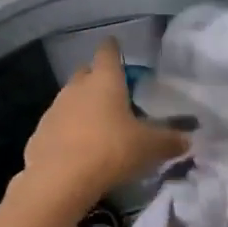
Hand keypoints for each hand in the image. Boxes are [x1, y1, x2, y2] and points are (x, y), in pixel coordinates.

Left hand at [19, 40, 187, 212]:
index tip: (116, 46)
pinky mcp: (39, 134)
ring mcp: (54, 110)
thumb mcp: (149, 147)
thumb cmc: (111, 150)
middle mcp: (76, 88)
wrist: (59, 180)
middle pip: (86, 73)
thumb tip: (188, 139)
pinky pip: (58, 125)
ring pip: (70, 99)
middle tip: (113, 91)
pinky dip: (68, 131)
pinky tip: (79, 149)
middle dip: (97, 78)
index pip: (108, 52)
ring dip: (82, 106)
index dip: (113, 48)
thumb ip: (170, 140)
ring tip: (98, 124)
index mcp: (105, 81)